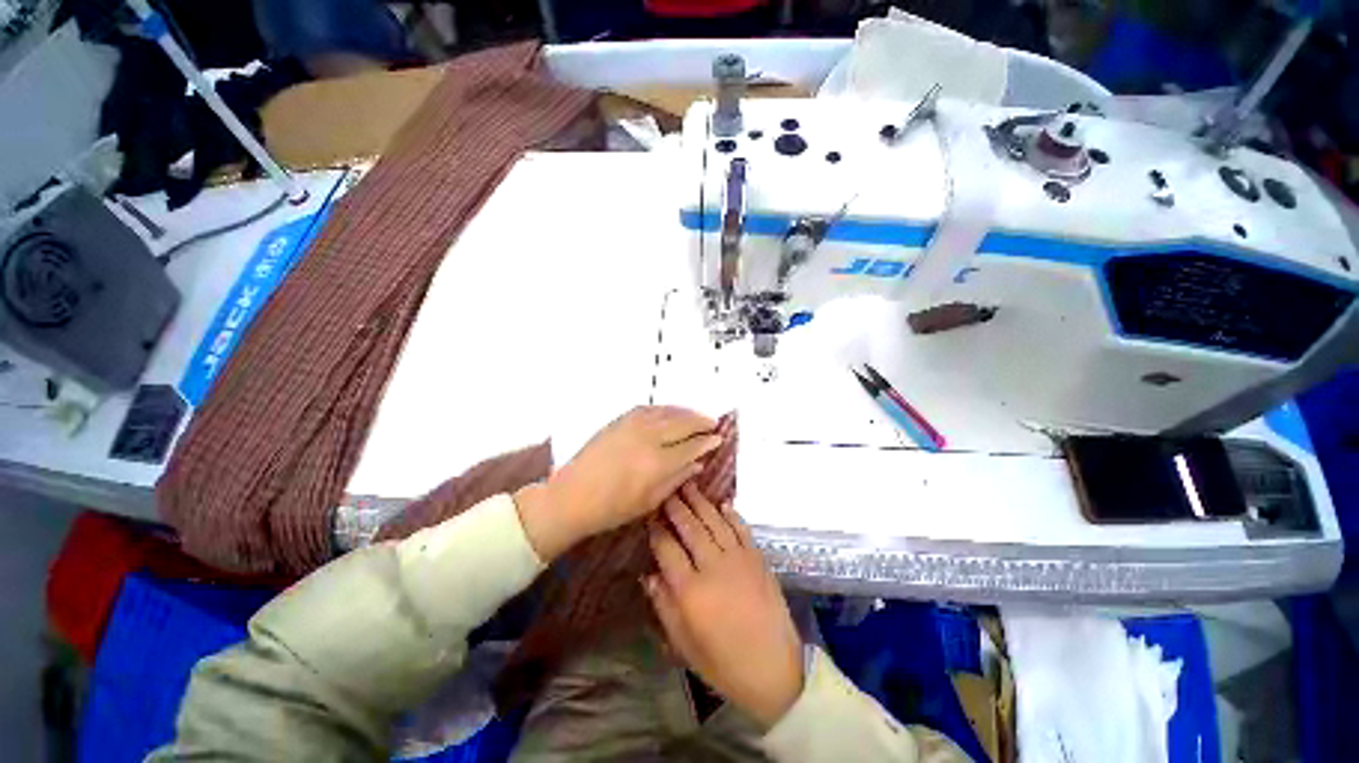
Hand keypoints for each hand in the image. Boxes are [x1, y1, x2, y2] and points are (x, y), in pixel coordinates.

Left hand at [515, 406, 720, 559]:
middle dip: (701, 422)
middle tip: (714, 423)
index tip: (718, 438)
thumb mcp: (649, 501)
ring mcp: (632, 425)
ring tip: (698, 415)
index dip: (707, 441)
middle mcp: (648, 438)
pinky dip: (665, 408)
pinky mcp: (620, 419)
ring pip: (667, 412)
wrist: (572, 496)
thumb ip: (676, 479)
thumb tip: (697, 464)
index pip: (691, 446)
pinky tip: (672, 412)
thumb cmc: (612, 507)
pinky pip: (650, 408)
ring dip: (686, 412)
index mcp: (657, 463)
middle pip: (682, 424)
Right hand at [645, 483, 803, 728]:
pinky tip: (722, 503)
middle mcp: (713, 567)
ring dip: (700, 502)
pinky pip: (741, 528)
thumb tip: (650, 574)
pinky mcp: (757, 558)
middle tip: (667, 490)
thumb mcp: (684, 645)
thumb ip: (664, 607)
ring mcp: (738, 559)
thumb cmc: (724, 663)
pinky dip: (731, 513)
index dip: (657, 531)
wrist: (774, 669)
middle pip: (690, 528)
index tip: (649, 517)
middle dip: (676, 507)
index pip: (667, 549)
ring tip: (689, 486)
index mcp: (691, 591)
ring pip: (714, 522)